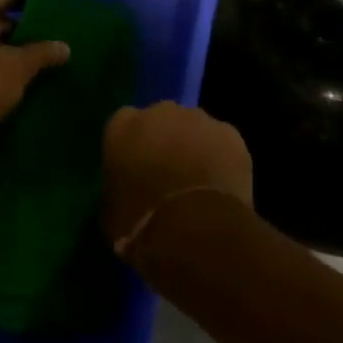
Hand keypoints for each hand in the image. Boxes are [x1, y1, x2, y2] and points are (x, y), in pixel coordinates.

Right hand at [101, 102, 253, 262]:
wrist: (196, 231)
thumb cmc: (142, 226)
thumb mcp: (112, 212)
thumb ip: (118, 187)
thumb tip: (127, 190)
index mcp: (122, 126)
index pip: (123, 123)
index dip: (131, 146)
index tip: (135, 168)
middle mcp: (160, 112)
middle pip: (161, 119)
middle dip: (164, 140)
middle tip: (168, 174)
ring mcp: (199, 119)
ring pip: (195, 128)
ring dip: (194, 147)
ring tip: (198, 184)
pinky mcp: (230, 133)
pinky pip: (222, 142)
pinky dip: (221, 158)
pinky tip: (221, 187)